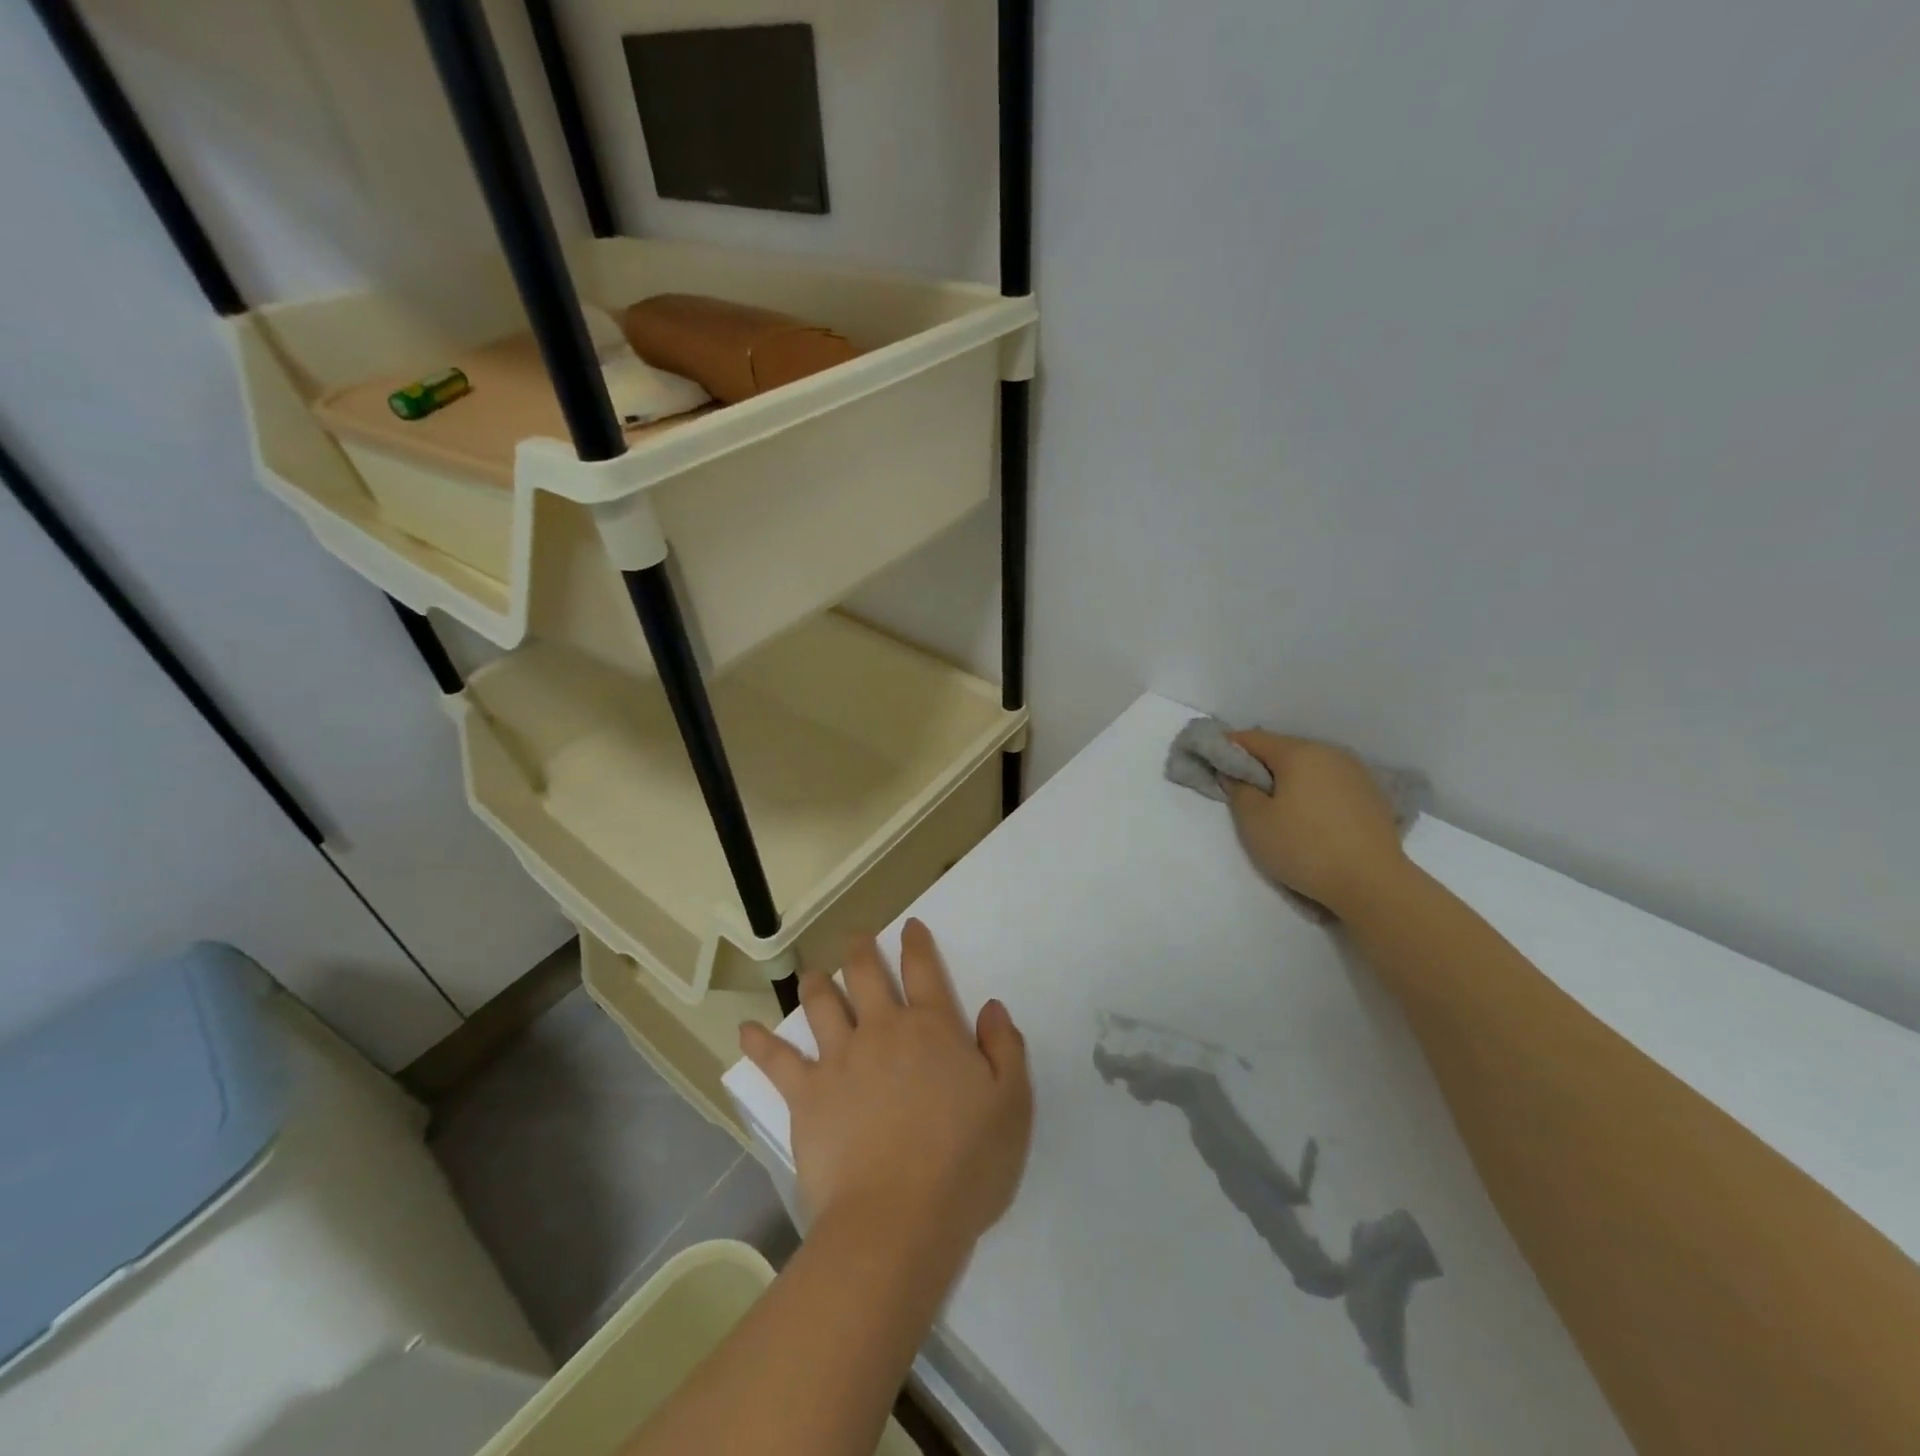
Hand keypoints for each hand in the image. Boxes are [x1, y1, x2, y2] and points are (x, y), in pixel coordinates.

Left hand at [738, 920, 1033, 1257]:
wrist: (898, 1221)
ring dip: (816, 984)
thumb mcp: (1012, 1105)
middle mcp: (883, 1030)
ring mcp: (840, 1059)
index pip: (923, 970)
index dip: (916, 943)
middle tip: (857, 938)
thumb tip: (991, 1008)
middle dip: (861, 950)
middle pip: (866, 975)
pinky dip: (760, 1043)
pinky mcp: (806, 1095)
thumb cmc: (965, 1165)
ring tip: (813, 974)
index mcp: (933, 1028)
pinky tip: (745, 1031)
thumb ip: (1005, 1049)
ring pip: (821, 1005)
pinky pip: (777, 1061)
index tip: (909, 926)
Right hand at [1226, 731, 1411, 917]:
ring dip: (1288, 779)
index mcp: (1299, 752)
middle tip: (1242, 790)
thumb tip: (1235, 773)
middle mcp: (1329, 752)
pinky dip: (1313, 791)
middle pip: (1283, 750)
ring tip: (1277, 806)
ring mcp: (1356, 772)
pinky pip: (1330, 783)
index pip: (1252, 738)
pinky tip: (1309, 816)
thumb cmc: (1304, 847)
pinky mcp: (1372, 795)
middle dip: (1259, 765)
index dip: (1227, 748)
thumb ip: (1238, 790)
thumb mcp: (1255, 822)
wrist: (1373, 883)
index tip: (1212, 763)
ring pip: (1309, 766)